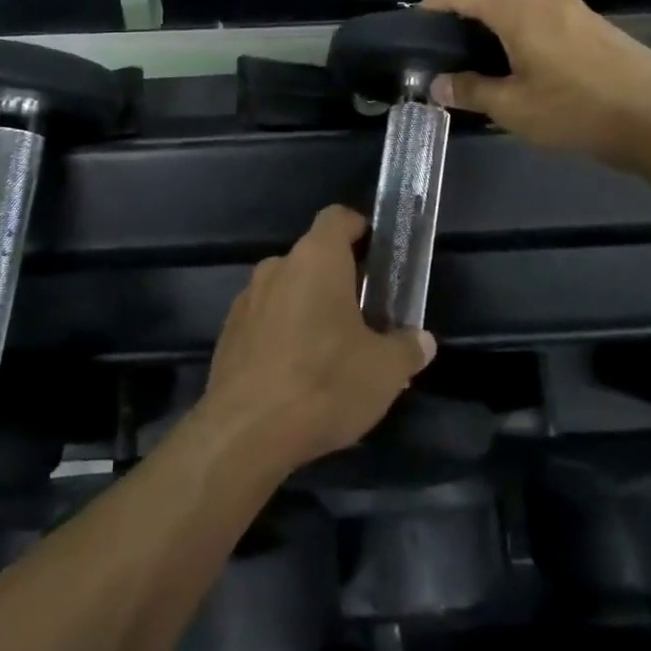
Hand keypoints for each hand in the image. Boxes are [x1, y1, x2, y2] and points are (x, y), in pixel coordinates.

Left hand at [200, 206, 434, 470]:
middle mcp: (277, 267)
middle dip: (339, 280)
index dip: (359, 228)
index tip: (377, 254)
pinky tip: (297, 374)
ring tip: (332, 352)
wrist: (245, 432)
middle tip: (365, 316)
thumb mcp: (384, 371)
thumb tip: (421, 340)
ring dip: (309, 308)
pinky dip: (283, 334)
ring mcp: (246, 299)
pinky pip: (265, 320)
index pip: (337, 218)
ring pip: (287, 290)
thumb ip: (407, 348)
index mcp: (316, 259)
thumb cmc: (324, 384)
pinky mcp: (228, 333)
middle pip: (313, 258)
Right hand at [420, 0, 650, 173]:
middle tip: (443, 55)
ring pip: (517, 9)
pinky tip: (522, 71)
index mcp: (518, 9)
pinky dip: (520, 37)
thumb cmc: (578, 110)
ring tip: (479, 67)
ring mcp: (573, 9)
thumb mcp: (514, 108)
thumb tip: (438, 84)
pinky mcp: (593, 27)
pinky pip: (542, 21)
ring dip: (492, 31)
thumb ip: (470, 91)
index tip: (414, 31)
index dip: (431, 4)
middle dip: (460, 20)